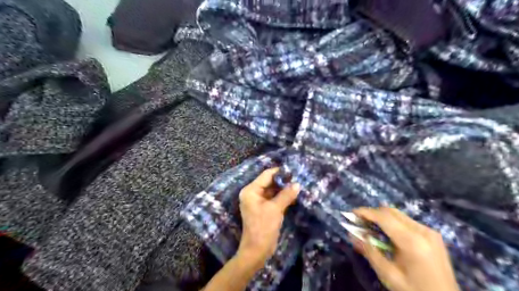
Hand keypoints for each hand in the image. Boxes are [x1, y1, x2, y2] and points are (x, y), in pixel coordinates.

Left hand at [236, 167, 300, 271]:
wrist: (257, 250)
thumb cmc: (263, 227)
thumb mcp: (275, 209)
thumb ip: (286, 195)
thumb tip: (297, 184)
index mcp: (251, 190)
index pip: (266, 175)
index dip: (279, 172)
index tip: (293, 170)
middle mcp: (253, 193)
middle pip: (269, 182)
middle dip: (283, 181)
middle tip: (298, 178)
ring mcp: (258, 201)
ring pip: (273, 190)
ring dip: (284, 189)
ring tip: (298, 185)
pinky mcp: (263, 208)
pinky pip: (273, 198)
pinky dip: (282, 197)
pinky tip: (294, 196)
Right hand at [352, 208, 457, 290]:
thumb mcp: (388, 275)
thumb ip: (369, 252)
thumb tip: (352, 235)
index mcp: (413, 242)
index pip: (384, 217)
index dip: (366, 212)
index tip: (351, 213)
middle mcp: (422, 231)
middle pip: (391, 212)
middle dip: (372, 213)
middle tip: (358, 221)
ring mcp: (430, 231)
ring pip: (399, 214)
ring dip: (382, 217)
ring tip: (369, 226)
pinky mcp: (432, 235)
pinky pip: (406, 221)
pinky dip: (392, 222)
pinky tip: (386, 233)